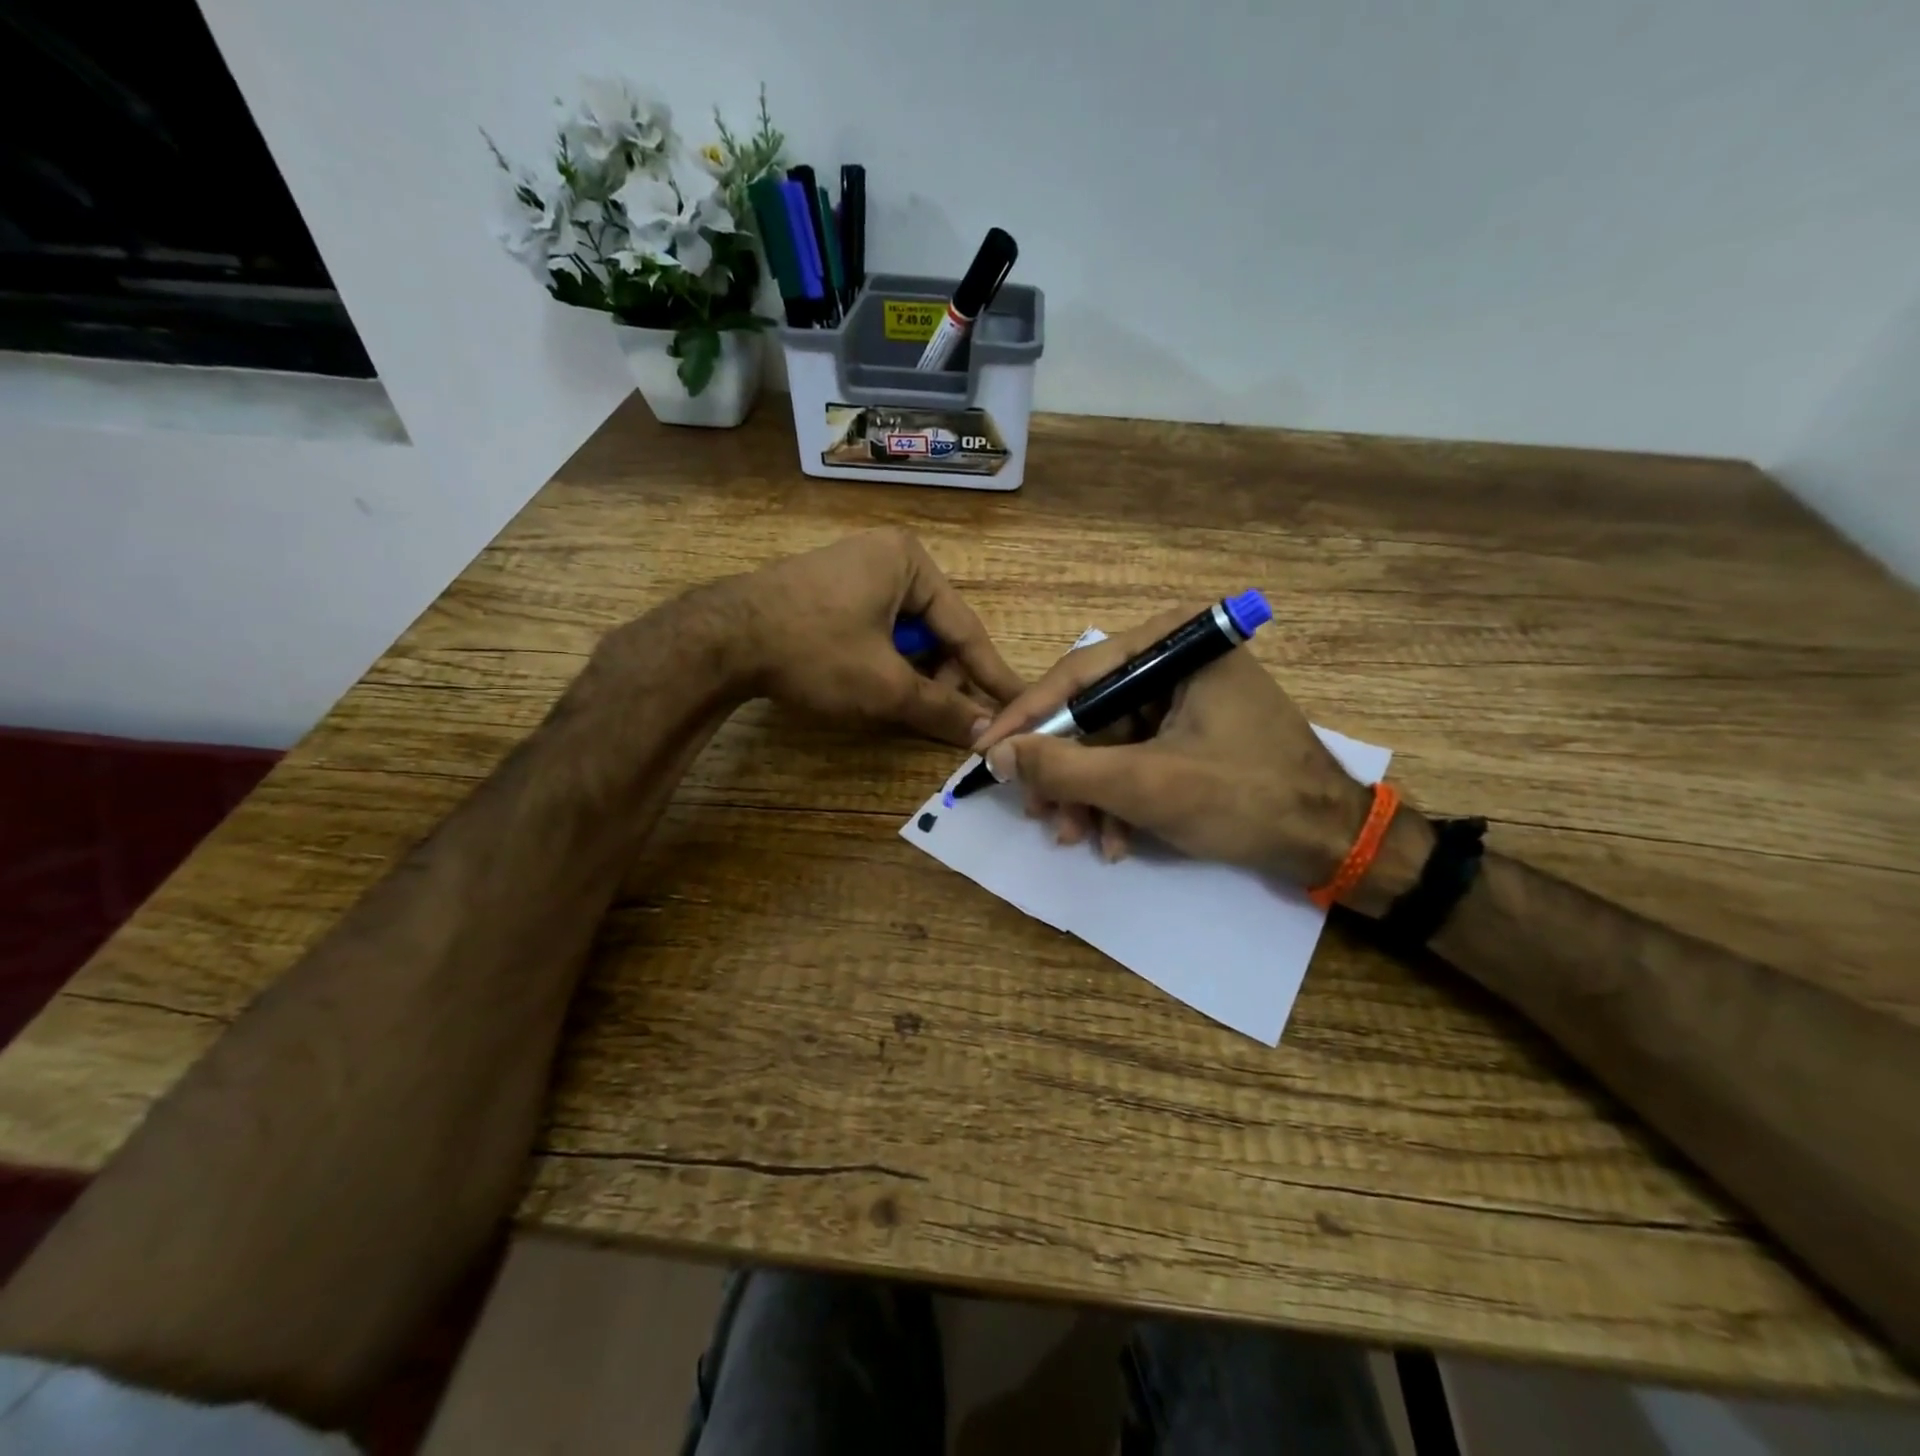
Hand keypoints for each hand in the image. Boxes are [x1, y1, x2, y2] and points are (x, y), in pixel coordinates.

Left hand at [721, 529, 1024, 744]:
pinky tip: (876, 690)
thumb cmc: (814, 650)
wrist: (720, 639)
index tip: (1021, 703)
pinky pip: (875, 631)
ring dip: (912, 674)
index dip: (993, 675)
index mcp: (910, 562)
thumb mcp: (885, 685)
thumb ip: (942, 708)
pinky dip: (884, 663)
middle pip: (935, 631)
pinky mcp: (828, 592)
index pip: (966, 629)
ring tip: (906, 709)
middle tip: (946, 721)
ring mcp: (853, 571)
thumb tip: (988, 732)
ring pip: (904, 635)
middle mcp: (887, 557)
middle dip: (942, 678)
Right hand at [973, 609, 1388, 889]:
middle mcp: (1177, 658)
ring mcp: (1186, 695)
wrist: (1332, 842)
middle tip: (1036, 813)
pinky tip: (1113, 840)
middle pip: (1092, 712)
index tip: (985, 750)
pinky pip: (1136, 757)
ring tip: (1076, 838)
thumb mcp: (1145, 784)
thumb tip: (997, 754)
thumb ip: (1065, 767)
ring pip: (1110, 742)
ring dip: (1088, 795)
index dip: (1026, 717)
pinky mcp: (1192, 730)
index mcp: (1176, 643)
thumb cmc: (1244, 798)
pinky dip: (1119, 799)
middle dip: (1064, 771)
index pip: (1078, 674)